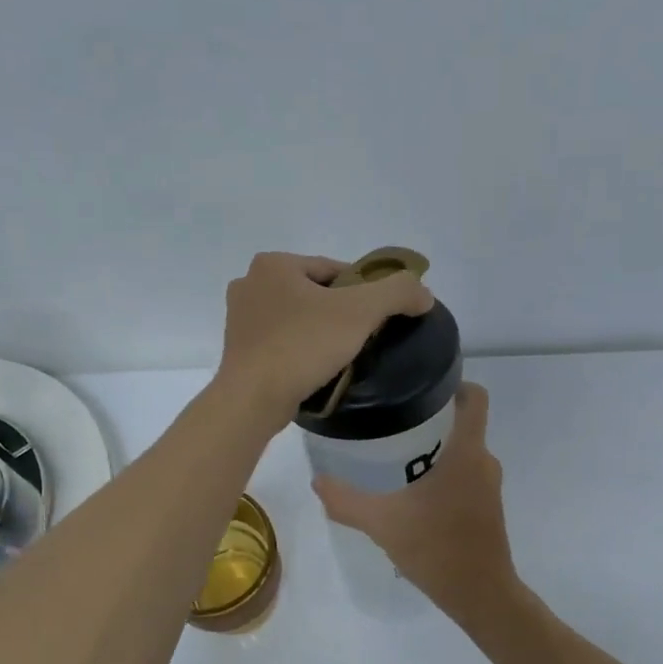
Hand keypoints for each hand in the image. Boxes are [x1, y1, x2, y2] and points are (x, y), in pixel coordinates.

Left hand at [215, 251, 433, 428]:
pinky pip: (281, 341)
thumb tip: (424, 294)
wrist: (253, 400)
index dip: (365, 291)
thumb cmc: (303, 346)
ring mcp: (239, 318)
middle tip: (365, 338)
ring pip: (297, 318)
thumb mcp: (360, 312)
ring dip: (320, 331)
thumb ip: (398, 293)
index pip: (335, 270)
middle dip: (341, 312)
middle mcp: (250, 282)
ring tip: (343, 356)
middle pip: (316, 293)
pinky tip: (316, 368)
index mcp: (274, 263)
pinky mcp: (238, 349)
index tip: (382, 316)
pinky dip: (300, 349)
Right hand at [312, 383, 518, 617]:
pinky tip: (412, 491)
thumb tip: (318, 481)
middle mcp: (484, 461)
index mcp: (467, 452)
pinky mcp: (486, 507)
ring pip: (462, 451)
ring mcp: (488, 486)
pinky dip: (442, 473)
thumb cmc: (436, 548)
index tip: (419, 386)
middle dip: (430, 417)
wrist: (480, 594)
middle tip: (390, 421)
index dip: (453, 384)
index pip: (475, 398)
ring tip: (394, 454)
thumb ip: (346, 501)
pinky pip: (465, 474)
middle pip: (462, 422)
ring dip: (434, 448)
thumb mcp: (382, 523)